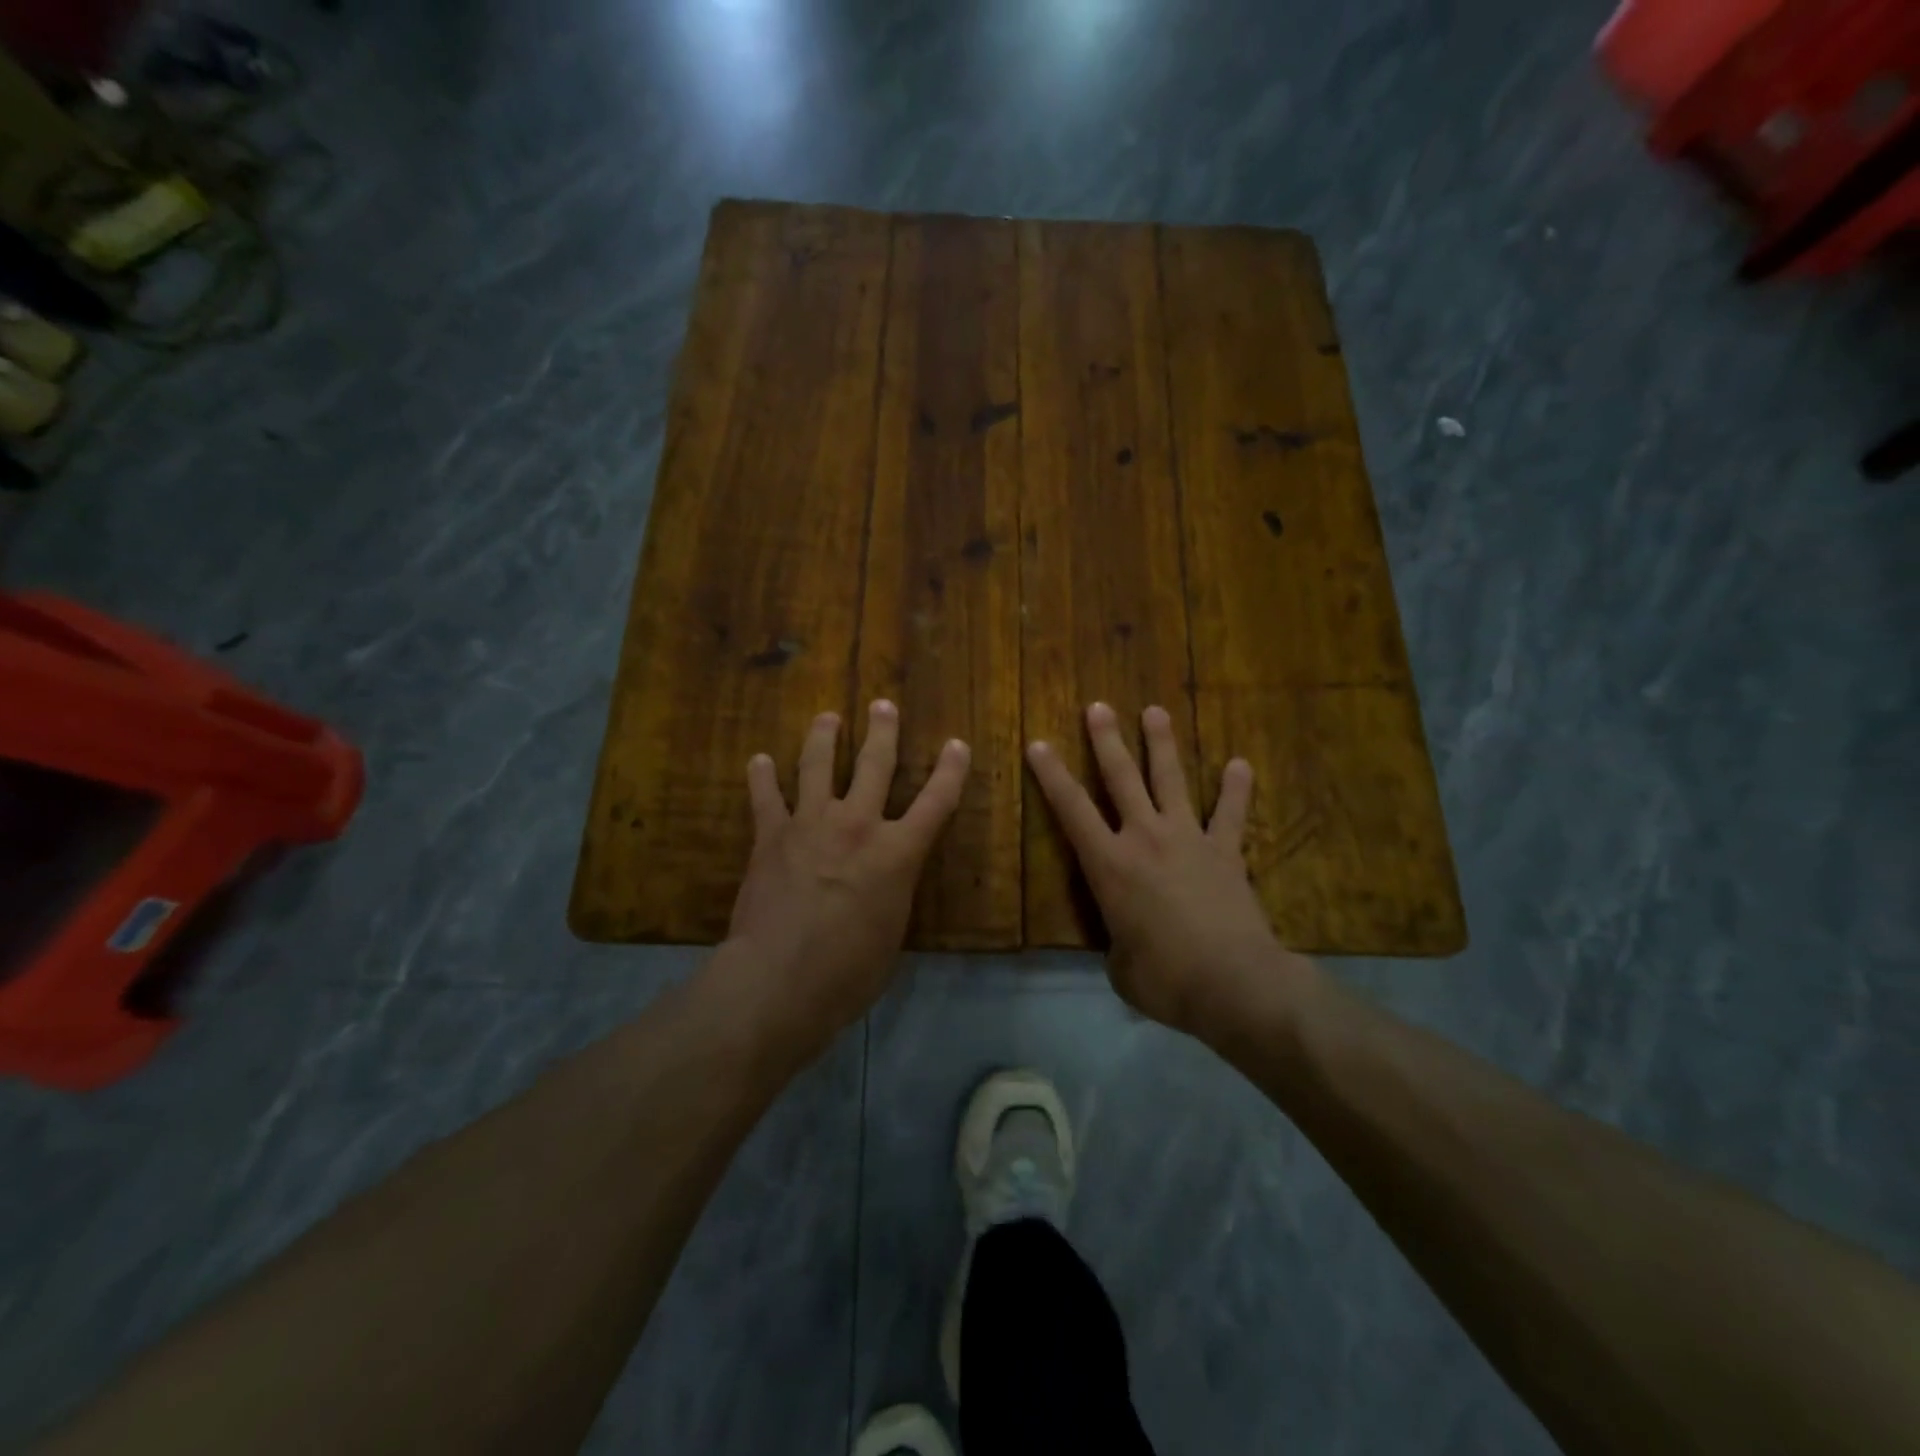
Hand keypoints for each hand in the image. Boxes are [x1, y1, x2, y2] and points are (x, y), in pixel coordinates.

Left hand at [714, 701, 970, 1062]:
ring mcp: (811, 824)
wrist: (780, 980)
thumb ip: (892, 894)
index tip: (957, 744)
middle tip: (883, 705)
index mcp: (898, 853)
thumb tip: (886, 883)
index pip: (936, 801)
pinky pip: (766, 797)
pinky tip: (759, 760)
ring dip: (824, 737)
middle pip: (875, 764)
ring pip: (818, 766)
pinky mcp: (770, 836)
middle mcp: (858, 825)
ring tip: (827, 717)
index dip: (951, 770)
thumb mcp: (892, 932)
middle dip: (883, 731)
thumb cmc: (849, 972)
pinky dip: (762, 777)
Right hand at [1026, 702, 1288, 1036]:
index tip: (1039, 743)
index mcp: (1109, 864)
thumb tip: (1127, 943)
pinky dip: (1235, 789)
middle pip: (1122, 779)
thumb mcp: (1120, 966)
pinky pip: (1230, 814)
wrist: (1233, 982)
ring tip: (1155, 711)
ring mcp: (1188, 839)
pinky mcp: (1225, 852)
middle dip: (1107, 741)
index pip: (1071, 810)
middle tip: (1098, 707)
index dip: (1052, 775)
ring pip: (1171, 780)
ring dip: (1161, 744)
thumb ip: (1118, 942)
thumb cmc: (1164, 978)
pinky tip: (1241, 764)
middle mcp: (1145, 838)